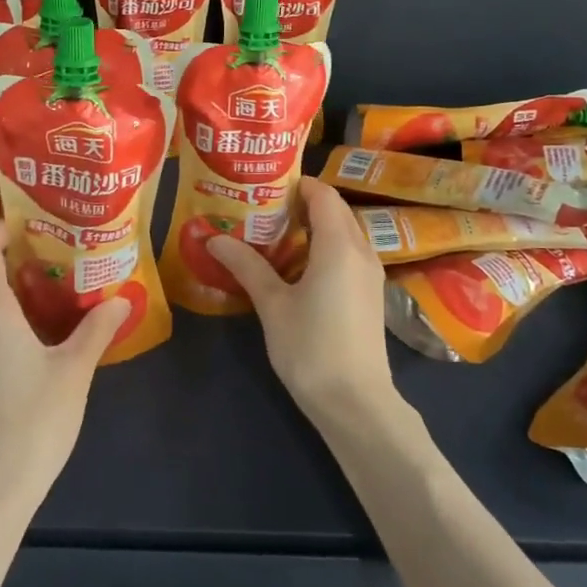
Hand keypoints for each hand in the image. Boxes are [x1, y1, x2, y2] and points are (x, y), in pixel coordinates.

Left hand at [0, 222, 129, 520]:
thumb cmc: (32, 422)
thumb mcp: (74, 370)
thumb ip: (97, 327)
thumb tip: (121, 297)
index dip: (4, 226)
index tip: (39, 221)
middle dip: (10, 252)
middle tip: (56, 250)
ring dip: (3, 284)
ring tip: (48, 284)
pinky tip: (30, 330)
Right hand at [208, 177, 401, 431]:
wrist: (355, 402)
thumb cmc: (310, 348)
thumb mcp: (273, 305)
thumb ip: (247, 266)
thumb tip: (214, 238)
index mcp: (339, 245)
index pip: (323, 195)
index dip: (297, 185)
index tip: (264, 187)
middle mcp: (362, 251)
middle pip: (336, 211)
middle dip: (303, 204)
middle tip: (263, 209)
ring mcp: (371, 274)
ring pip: (345, 234)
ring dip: (315, 228)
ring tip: (275, 235)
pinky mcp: (371, 295)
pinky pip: (350, 255)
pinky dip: (326, 249)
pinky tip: (298, 268)